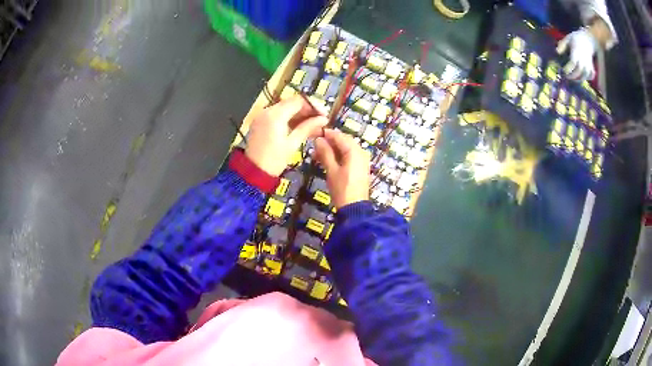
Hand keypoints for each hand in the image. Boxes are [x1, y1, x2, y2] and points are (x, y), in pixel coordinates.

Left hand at [246, 96, 327, 175]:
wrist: (253, 172)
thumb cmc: (274, 160)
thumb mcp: (293, 143)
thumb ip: (308, 127)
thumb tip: (323, 119)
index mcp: (276, 114)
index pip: (298, 101)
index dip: (313, 105)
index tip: (324, 115)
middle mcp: (267, 110)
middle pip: (291, 103)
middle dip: (307, 110)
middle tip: (320, 121)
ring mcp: (262, 116)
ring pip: (285, 109)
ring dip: (299, 115)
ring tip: (313, 126)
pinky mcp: (260, 122)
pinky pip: (277, 115)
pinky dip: (289, 119)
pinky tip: (300, 127)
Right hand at [314, 129, 370, 207]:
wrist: (354, 208)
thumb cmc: (342, 189)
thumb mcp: (331, 170)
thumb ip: (325, 153)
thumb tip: (318, 140)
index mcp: (354, 151)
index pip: (339, 136)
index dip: (326, 134)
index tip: (313, 134)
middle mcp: (361, 152)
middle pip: (343, 141)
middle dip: (329, 142)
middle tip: (314, 146)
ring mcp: (362, 160)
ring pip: (346, 149)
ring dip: (332, 150)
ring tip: (317, 155)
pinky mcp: (360, 167)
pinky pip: (349, 156)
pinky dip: (339, 156)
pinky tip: (327, 161)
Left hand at [557, 28, 597, 81]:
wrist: (587, 39)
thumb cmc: (576, 38)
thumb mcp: (567, 39)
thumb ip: (562, 45)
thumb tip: (557, 52)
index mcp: (576, 52)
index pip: (573, 63)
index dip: (568, 68)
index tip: (563, 70)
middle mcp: (583, 59)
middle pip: (579, 71)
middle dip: (573, 76)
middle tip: (567, 76)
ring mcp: (588, 64)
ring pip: (585, 75)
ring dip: (579, 79)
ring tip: (573, 79)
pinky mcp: (592, 66)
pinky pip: (591, 76)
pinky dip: (587, 78)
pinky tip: (582, 78)